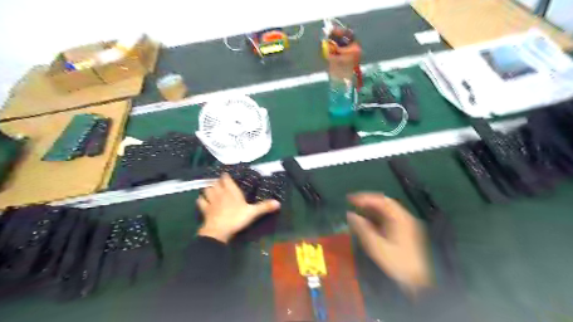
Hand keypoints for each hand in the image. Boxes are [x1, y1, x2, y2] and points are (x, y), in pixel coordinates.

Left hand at [197, 173, 280, 243]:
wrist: (219, 230)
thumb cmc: (236, 218)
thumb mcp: (253, 212)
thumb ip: (264, 207)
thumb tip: (278, 203)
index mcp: (231, 191)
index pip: (226, 179)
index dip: (226, 176)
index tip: (226, 175)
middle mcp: (220, 193)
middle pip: (215, 183)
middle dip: (217, 182)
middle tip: (220, 183)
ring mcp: (211, 201)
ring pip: (207, 189)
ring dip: (208, 188)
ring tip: (211, 190)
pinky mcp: (204, 209)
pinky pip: (200, 201)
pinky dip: (201, 200)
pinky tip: (203, 201)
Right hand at [344, 193, 429, 295]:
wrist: (416, 281)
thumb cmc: (396, 263)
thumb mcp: (376, 246)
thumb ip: (362, 228)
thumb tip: (350, 214)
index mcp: (400, 219)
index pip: (381, 200)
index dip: (364, 197)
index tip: (350, 199)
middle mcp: (404, 217)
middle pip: (384, 202)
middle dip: (367, 201)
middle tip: (352, 202)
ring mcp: (405, 224)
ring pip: (386, 210)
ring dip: (371, 208)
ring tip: (357, 210)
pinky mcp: (404, 231)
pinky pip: (388, 218)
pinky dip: (376, 216)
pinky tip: (367, 221)